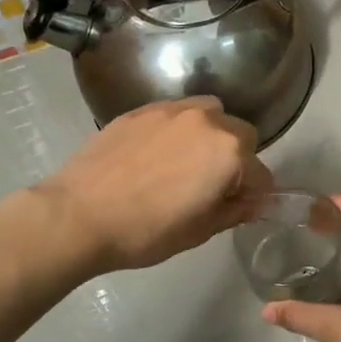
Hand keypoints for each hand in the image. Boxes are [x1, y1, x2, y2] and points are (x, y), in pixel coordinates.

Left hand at [34, 97, 271, 275]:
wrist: (79, 215)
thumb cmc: (146, 231)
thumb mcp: (200, 231)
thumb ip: (235, 211)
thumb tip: (255, 202)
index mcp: (229, 152)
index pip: (261, 173)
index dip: (254, 195)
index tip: (239, 208)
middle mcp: (207, 121)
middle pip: (241, 135)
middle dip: (236, 159)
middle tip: (212, 186)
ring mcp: (171, 110)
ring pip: (209, 114)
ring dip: (210, 135)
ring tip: (187, 161)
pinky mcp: (140, 109)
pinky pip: (175, 114)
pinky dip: (178, 129)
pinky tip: (157, 155)